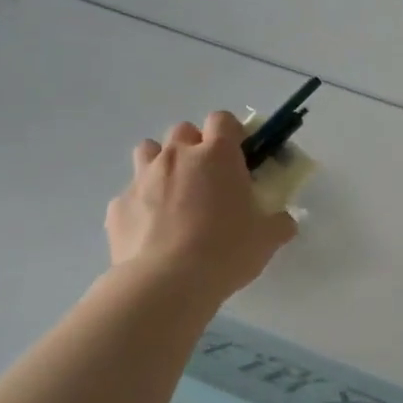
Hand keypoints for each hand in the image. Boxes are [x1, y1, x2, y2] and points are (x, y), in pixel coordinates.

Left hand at [105, 112, 297, 301]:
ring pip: (149, 152)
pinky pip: (131, 194)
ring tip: (175, 195)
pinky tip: (152, 231)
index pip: (222, 119)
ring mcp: (142, 178)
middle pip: (183, 131)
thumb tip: (284, 221)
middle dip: (195, 147)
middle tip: (208, 179)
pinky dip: (142, 204)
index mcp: (217, 155)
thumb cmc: (225, 250)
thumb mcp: (267, 239)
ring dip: (162, 164)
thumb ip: (279, 223)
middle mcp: (177, 156)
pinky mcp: (118, 206)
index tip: (238, 155)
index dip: (231, 133)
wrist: (165, 282)